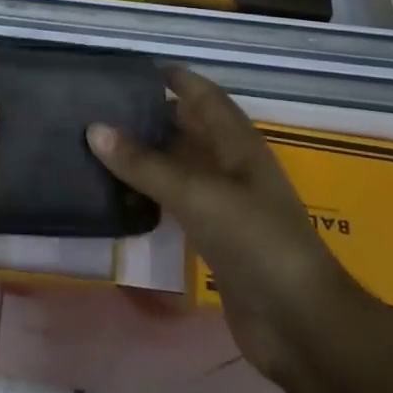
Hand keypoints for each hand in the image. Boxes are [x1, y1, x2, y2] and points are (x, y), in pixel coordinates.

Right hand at [88, 66, 348, 384]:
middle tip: (102, 108)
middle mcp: (232, 167)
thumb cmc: (255, 241)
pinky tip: (121, 196)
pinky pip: (177, 204)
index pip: (205, 96)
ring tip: (100, 146)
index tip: (133, 70)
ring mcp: (226, 205)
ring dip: (148, 157)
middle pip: (190, 130)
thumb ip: (145, 163)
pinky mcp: (216, 239)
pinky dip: (151, 195)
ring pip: (181, 167)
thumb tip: (94, 128)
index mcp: (238, 144)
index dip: (176, 79)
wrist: (298, 322)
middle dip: (153, 116)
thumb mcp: (197, 194)